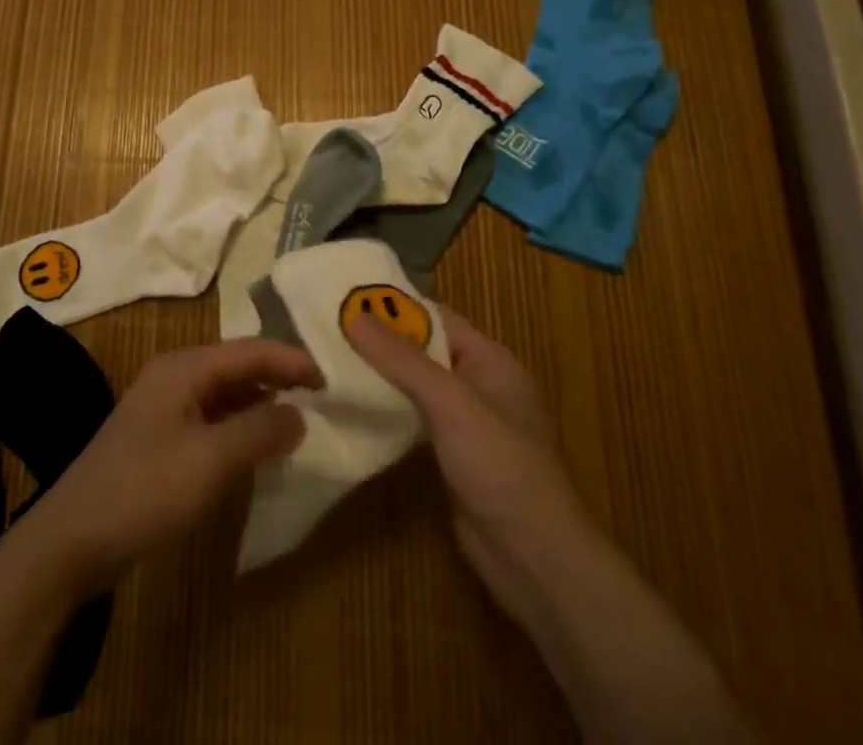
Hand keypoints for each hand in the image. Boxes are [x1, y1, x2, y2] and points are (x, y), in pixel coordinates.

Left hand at [29, 339, 321, 590]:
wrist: (72, 540)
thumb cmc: (144, 490)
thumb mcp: (210, 461)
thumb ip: (259, 432)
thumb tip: (300, 413)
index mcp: (184, 368)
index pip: (249, 350)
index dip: (291, 361)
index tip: (330, 378)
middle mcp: (174, 377)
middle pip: (237, 367)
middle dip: (278, 378)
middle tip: (321, 397)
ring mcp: (165, 407)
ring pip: (225, 394)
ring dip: (260, 404)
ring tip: (299, 420)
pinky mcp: (160, 438)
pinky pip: (211, 420)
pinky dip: (239, 427)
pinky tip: (258, 448)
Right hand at [349, 309, 584, 625]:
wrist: (534, 561)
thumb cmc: (501, 467)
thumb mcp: (451, 403)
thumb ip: (402, 360)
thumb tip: (354, 314)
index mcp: (490, 360)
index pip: (436, 318)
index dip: (394, 306)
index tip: (345, 299)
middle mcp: (479, 385)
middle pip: (423, 351)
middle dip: (381, 343)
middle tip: (328, 332)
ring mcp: (466, 424)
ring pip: (416, 387)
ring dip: (380, 378)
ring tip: (328, 364)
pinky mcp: (452, 457)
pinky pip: (414, 420)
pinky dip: (387, 412)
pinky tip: (352, 409)